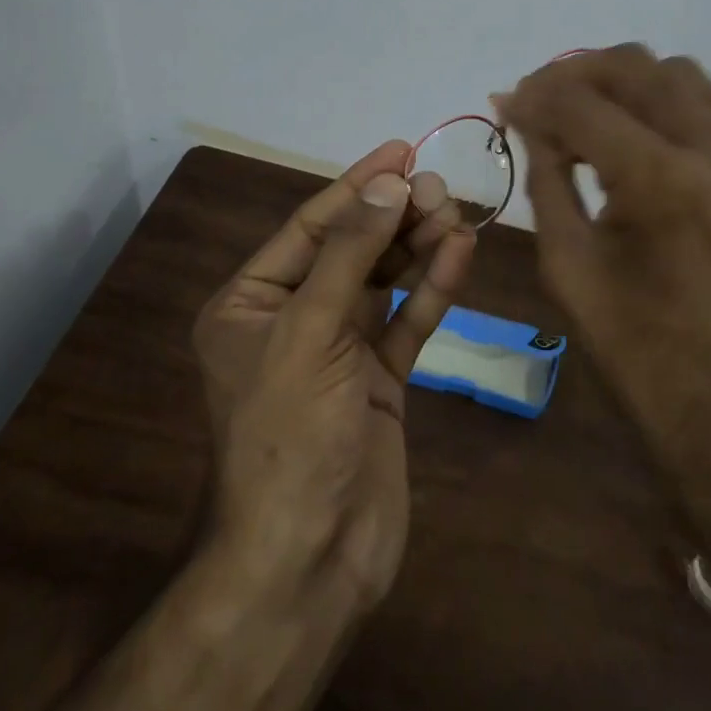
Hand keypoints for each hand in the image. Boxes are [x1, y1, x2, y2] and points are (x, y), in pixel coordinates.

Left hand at [193, 143, 474, 613]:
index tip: (401, 150)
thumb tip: (388, 182)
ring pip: (384, 283)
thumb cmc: (290, 435)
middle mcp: (292, 320)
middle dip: (394, 216)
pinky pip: (407, 323)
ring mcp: (339, 352)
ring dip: (418, 247)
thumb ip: (350, 254)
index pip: (310, 227)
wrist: (310, 560)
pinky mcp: (379, 381)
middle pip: (352, 250)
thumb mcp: (310, 332)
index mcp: (250, 304)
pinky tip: (460, 253)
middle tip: (439, 185)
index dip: (357, 185)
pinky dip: (433, 290)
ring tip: (455, 211)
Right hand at [497, 45, 710, 524]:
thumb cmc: (638, 356)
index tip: (504, 103)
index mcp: (662, 182)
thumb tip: (523, 119)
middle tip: (539, 101)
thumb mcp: (568, 265)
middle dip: (576, 73)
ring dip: (624, 82)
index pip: (581, 104)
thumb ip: (545, 177)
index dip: (533, 96)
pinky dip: (663, 108)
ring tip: (586, 116)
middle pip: (636, 66)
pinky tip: (635, 142)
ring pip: (680, 75)